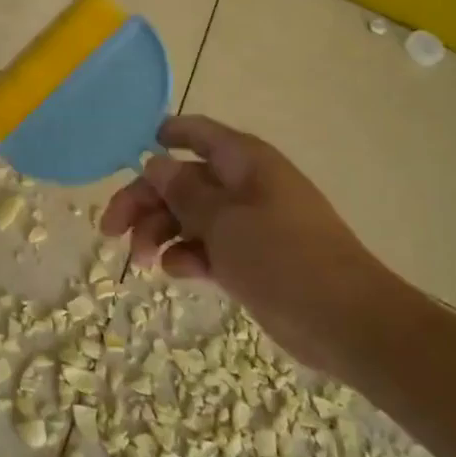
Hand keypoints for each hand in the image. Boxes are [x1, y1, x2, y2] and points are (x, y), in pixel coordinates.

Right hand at [100, 115, 398, 374]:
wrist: (346, 322)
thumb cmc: (283, 257)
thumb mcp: (224, 221)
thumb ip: (184, 191)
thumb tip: (154, 163)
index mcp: (245, 163)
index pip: (198, 134)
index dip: (165, 136)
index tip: (131, 150)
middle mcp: (245, 186)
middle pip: (182, 181)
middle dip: (145, 201)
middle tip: (110, 229)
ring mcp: (248, 224)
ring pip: (189, 217)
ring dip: (159, 233)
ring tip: (141, 261)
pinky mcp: (250, 259)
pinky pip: (206, 247)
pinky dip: (187, 257)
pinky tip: (175, 273)